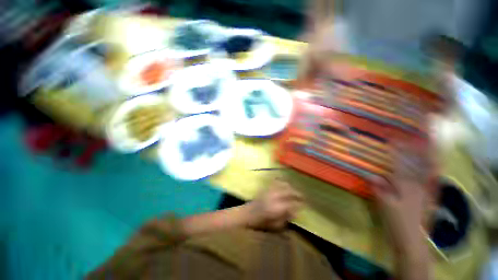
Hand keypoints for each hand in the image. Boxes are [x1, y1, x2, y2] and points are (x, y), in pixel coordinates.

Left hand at [244, 179, 303, 230]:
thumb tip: (295, 212)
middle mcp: (273, 197)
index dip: (299, 204)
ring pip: (282, 185)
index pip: (291, 204)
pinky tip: (284, 184)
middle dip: (297, 193)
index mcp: (276, 208)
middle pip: (288, 191)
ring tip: (295, 190)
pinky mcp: (266, 188)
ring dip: (290, 187)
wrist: (247, 214)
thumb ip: (285, 219)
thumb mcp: (274, 226)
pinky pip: (275, 182)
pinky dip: (281, 182)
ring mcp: (269, 191)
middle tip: (302, 196)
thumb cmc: (260, 223)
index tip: (304, 205)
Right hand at [371, 142, 431, 251]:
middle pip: (416, 164)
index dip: (395, 152)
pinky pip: (430, 178)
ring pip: (426, 170)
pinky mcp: (427, 196)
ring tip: (424, 144)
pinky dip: (431, 169)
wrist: (412, 239)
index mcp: (407, 187)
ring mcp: (425, 191)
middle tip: (409, 138)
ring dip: (425, 156)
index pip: (400, 165)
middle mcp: (418, 185)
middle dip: (413, 150)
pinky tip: (431, 164)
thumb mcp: (385, 205)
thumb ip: (379, 189)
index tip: (391, 140)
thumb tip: (370, 175)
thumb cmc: (397, 221)